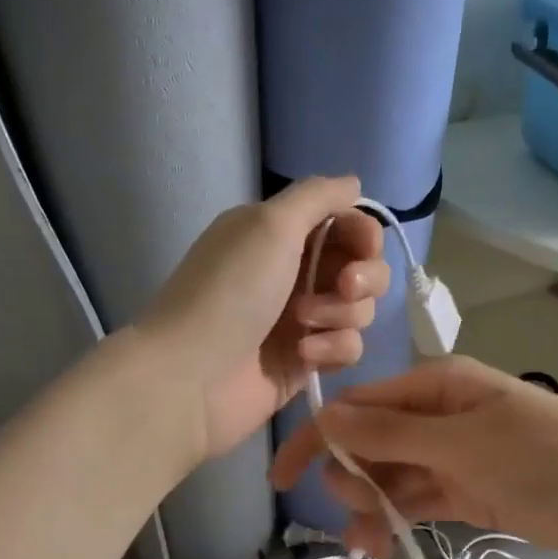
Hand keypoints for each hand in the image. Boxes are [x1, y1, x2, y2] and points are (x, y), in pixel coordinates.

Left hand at [140, 177, 390, 459]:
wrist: (193, 375)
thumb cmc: (230, 291)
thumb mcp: (270, 224)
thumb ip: (318, 196)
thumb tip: (354, 183)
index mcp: (283, 235)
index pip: (348, 225)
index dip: (364, 234)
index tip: (362, 247)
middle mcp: (296, 273)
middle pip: (364, 268)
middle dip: (363, 278)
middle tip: (341, 287)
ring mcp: (304, 320)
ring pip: (361, 310)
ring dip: (341, 314)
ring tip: (301, 325)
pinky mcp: (308, 361)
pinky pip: (349, 348)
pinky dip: (333, 349)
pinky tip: (303, 356)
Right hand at [270, 356, 557, 558]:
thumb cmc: (542, 454)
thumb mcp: (462, 440)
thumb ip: (392, 433)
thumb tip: (328, 417)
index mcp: (436, 386)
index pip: (361, 406)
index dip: (320, 438)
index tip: (282, 477)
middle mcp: (439, 416)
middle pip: (372, 444)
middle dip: (352, 477)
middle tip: (358, 508)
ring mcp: (453, 457)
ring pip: (393, 479)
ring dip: (372, 508)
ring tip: (367, 546)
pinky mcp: (469, 493)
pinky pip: (419, 502)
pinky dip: (399, 522)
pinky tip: (384, 548)